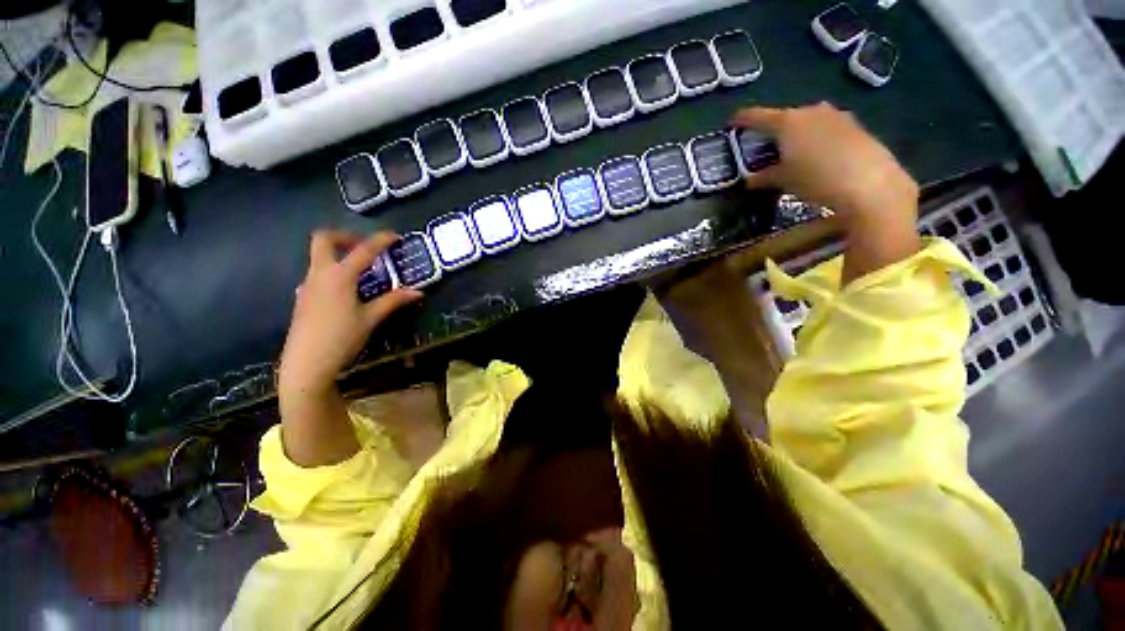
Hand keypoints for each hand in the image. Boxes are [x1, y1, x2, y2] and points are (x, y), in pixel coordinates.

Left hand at [278, 230, 421, 396]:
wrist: (306, 363)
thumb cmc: (341, 338)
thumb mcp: (371, 318)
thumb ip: (393, 301)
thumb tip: (418, 292)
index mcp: (339, 276)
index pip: (363, 250)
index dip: (380, 240)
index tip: (395, 236)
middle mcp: (319, 274)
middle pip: (324, 240)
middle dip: (345, 236)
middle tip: (364, 246)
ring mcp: (307, 285)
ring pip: (319, 257)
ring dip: (339, 254)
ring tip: (362, 270)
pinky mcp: (303, 297)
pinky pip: (317, 274)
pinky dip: (333, 271)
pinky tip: (347, 291)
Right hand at [730, 102, 918, 230]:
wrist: (869, 182)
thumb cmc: (815, 178)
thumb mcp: (784, 180)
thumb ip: (764, 177)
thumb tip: (750, 181)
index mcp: (787, 122)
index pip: (757, 116)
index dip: (743, 119)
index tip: (733, 123)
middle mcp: (810, 111)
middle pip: (784, 118)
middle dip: (772, 130)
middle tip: (764, 147)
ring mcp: (835, 115)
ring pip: (806, 121)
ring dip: (795, 134)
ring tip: (791, 152)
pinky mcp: (853, 125)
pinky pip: (825, 127)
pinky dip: (815, 138)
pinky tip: (817, 155)